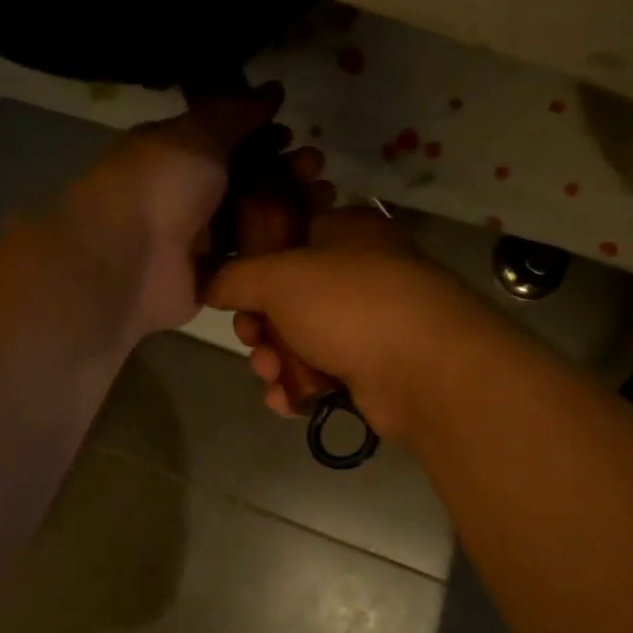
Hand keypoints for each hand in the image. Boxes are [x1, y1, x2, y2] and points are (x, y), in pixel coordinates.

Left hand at [59, 83, 323, 337]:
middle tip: (316, 167)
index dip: (260, 136)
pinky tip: (308, 239)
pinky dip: (275, 250)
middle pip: (242, 182)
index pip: (224, 142)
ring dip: (286, 209)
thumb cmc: (159, 184)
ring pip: (249, 222)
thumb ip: (235, 113)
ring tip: (323, 200)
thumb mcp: (197, 134)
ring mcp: (195, 242)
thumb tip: (272, 91)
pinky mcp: (208, 280)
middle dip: (282, 172)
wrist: (128, 260)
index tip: (293, 134)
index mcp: (175, 156)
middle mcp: (184, 197)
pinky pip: (247, 261)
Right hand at [206, 207, 485, 443]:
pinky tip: (286, 400)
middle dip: (259, 324)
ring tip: (272, 374)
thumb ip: (234, 277)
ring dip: (274, 360)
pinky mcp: (372, 367)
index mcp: (344, 232)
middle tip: (252, 338)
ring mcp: (368, 322)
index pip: (287, 236)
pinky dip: (298, 387)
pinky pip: (319, 373)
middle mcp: (358, 273)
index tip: (232, 290)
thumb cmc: (349, 304)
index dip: (252, 264)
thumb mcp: (278, 277)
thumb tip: (207, 282)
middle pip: (286, 297)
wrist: (424, 370)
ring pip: (299, 339)